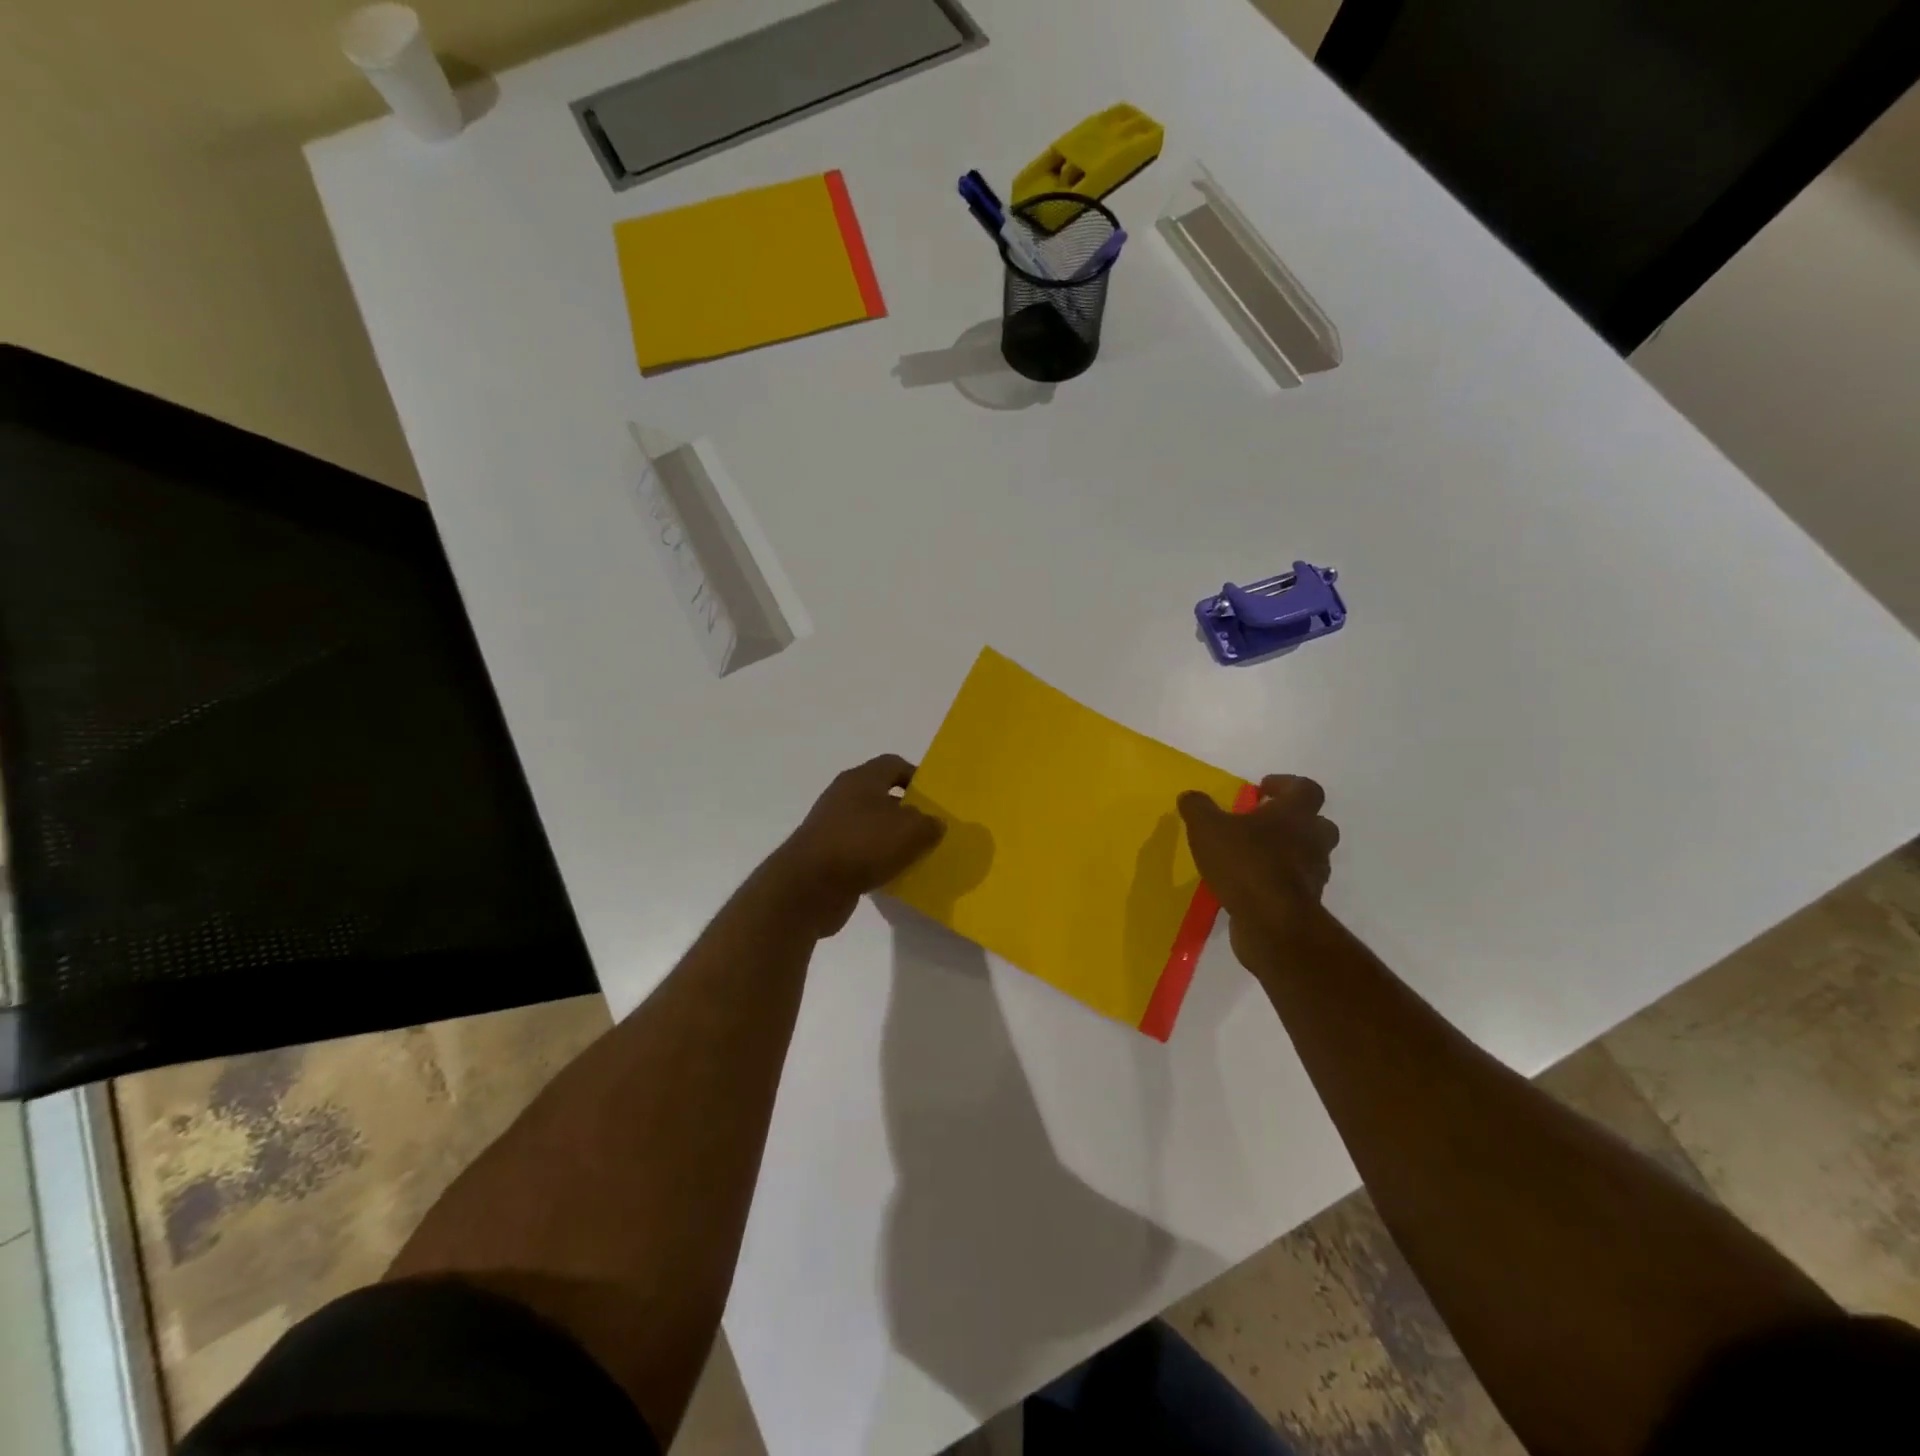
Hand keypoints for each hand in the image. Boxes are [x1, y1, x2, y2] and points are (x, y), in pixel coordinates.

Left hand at [765, 755, 945, 937]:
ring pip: (871, 827)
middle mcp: (844, 796)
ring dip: (892, 840)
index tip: (935, 799)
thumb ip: (930, 823)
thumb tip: (934, 823)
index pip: (894, 764)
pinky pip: (859, 852)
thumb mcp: (911, 831)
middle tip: (931, 830)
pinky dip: (876, 861)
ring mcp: (831, 827)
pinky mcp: (826, 856)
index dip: (916, 777)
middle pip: (882, 796)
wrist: (808, 887)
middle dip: (907, 812)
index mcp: (861, 779)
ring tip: (916, 856)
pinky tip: (891, 877)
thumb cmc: (862, 845)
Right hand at [1178, 775, 1339, 969]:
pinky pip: (1295, 884)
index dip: (1285, 784)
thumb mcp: (1207, 828)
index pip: (1305, 788)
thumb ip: (1198, 808)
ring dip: (1287, 852)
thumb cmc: (1245, 863)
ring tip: (1253, 856)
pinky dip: (1278, 881)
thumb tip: (1190, 796)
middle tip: (1262, 823)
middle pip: (1317, 822)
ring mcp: (1314, 874)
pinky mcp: (1306, 903)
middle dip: (1292, 821)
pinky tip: (1250, 885)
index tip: (1262, 789)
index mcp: (1295, 813)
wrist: (1272, 923)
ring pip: (1308, 854)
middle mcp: (1312, 840)